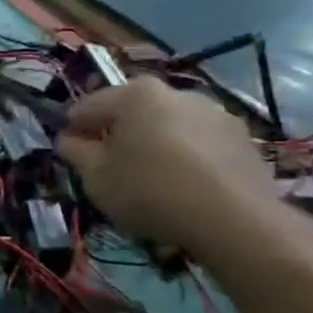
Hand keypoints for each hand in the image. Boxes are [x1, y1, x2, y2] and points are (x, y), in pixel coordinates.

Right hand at [57, 78, 277, 256]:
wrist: (234, 220)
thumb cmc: (149, 190)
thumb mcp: (95, 176)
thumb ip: (75, 152)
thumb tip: (68, 139)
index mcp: (136, 94)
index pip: (89, 105)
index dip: (74, 128)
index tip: (68, 150)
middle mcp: (177, 93)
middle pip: (133, 111)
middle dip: (117, 132)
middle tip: (107, 164)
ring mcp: (216, 114)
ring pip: (169, 125)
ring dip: (155, 142)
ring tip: (150, 176)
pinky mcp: (243, 140)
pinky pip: (200, 143)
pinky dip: (186, 156)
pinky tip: (183, 185)